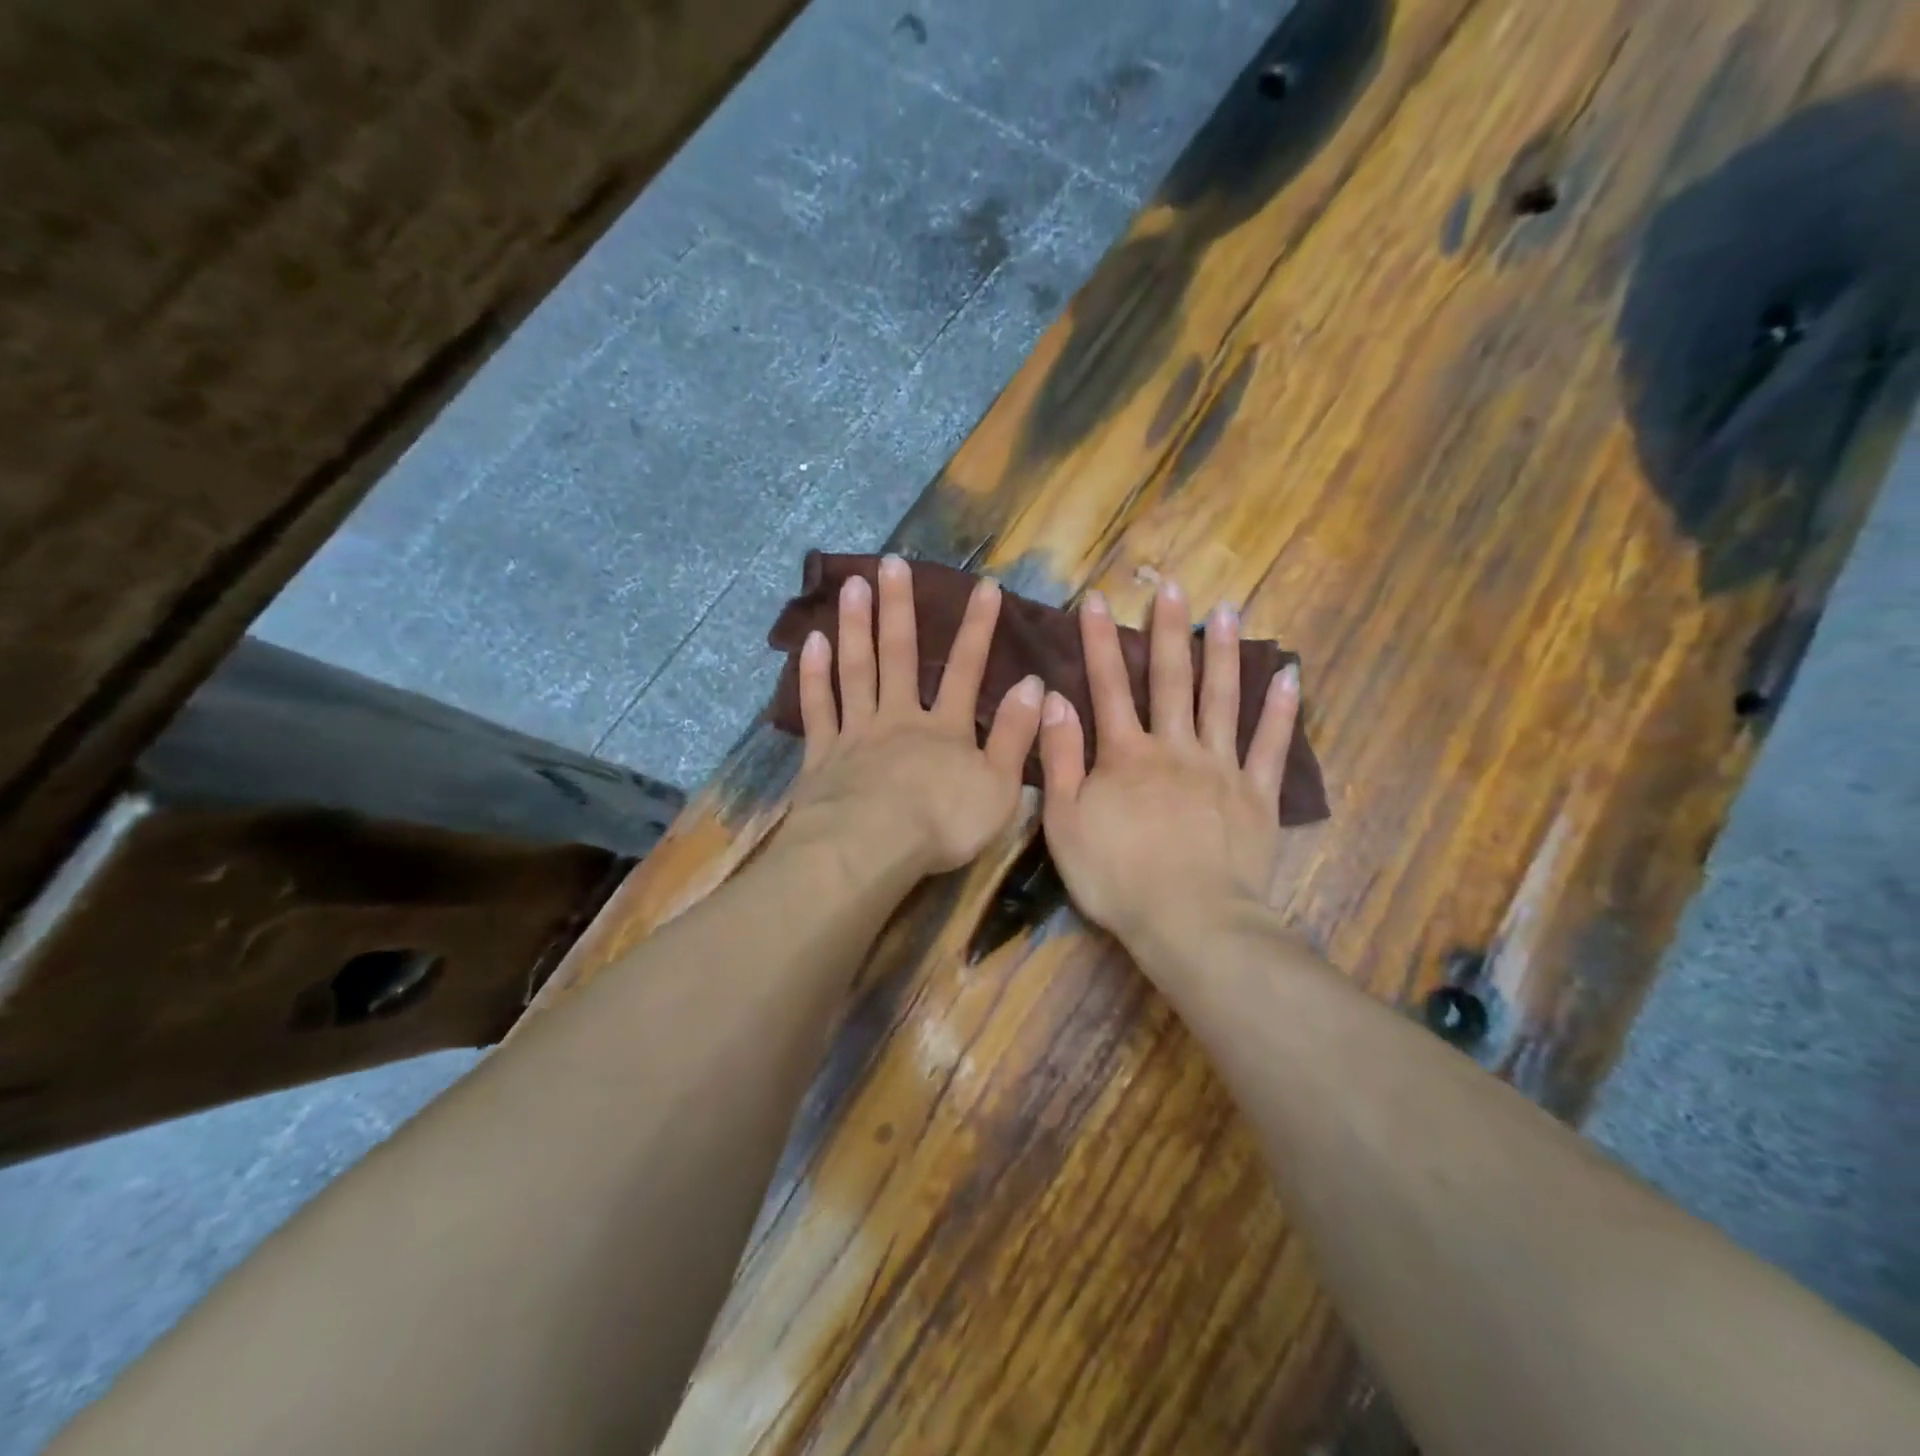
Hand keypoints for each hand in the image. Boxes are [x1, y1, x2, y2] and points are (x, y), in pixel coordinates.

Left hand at [787, 554, 1044, 878]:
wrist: (871, 849)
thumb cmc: (942, 824)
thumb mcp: (999, 787)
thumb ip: (1015, 736)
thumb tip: (1032, 685)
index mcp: (946, 729)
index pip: (967, 670)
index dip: (979, 629)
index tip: (985, 587)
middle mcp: (900, 718)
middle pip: (900, 656)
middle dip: (899, 609)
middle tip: (891, 562)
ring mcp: (857, 732)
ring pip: (856, 670)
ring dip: (856, 626)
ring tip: (853, 584)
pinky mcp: (822, 755)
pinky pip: (818, 708)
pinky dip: (813, 675)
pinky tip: (811, 642)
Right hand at [1038, 579, 1300, 946]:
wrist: (1189, 921)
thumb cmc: (1117, 877)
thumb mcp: (1064, 822)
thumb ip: (1059, 758)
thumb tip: (1056, 699)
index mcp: (1126, 755)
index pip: (1109, 686)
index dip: (1099, 641)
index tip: (1096, 599)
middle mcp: (1175, 747)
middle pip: (1171, 679)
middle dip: (1168, 629)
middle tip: (1172, 585)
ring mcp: (1221, 768)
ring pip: (1223, 699)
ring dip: (1224, 652)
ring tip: (1227, 611)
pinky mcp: (1257, 795)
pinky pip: (1271, 746)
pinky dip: (1281, 710)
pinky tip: (1289, 676)